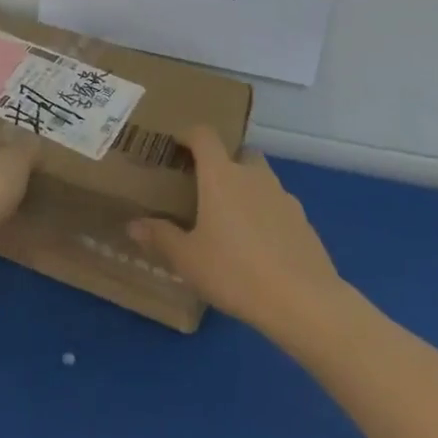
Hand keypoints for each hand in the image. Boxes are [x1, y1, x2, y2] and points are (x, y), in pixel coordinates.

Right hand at [129, 128, 347, 344]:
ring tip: (231, 221)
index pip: (204, 135)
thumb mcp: (188, 259)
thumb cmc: (235, 272)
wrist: (304, 302)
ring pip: (261, 180)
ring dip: (246, 190)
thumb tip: (133, 225)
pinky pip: (278, 207)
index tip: (176, 146)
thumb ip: (160, 237)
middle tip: (206, 188)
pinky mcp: (304, 222)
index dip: (189, 135)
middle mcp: (253, 176)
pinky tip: (259, 247)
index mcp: (221, 175)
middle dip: (224, 163)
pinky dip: (266, 215)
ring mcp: (283, 197)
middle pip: (239, 153)